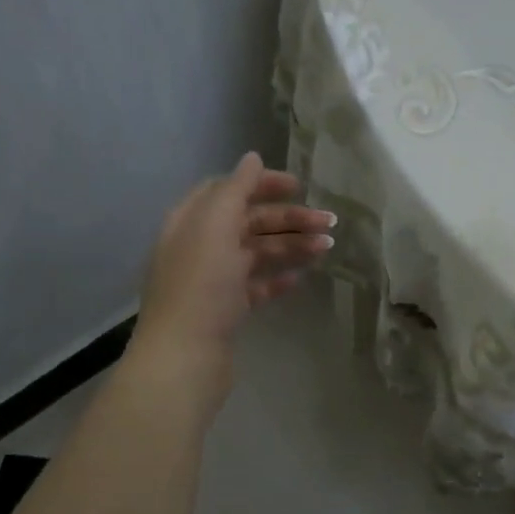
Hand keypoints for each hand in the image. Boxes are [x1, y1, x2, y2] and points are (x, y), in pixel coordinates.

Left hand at [131, 152, 334, 406]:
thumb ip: (234, 188)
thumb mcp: (215, 226)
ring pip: (256, 253)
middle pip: (248, 221)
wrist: (185, 356)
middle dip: (288, 219)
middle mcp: (199, 246)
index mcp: (191, 221)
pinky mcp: (225, 310)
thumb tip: (251, 158)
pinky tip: (300, 278)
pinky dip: (277, 278)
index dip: (261, 184)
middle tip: (329, 222)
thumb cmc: (200, 285)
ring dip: (291, 246)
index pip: (228, 189)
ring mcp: (212, 280)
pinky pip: (255, 286)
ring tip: (327, 248)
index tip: (298, 187)